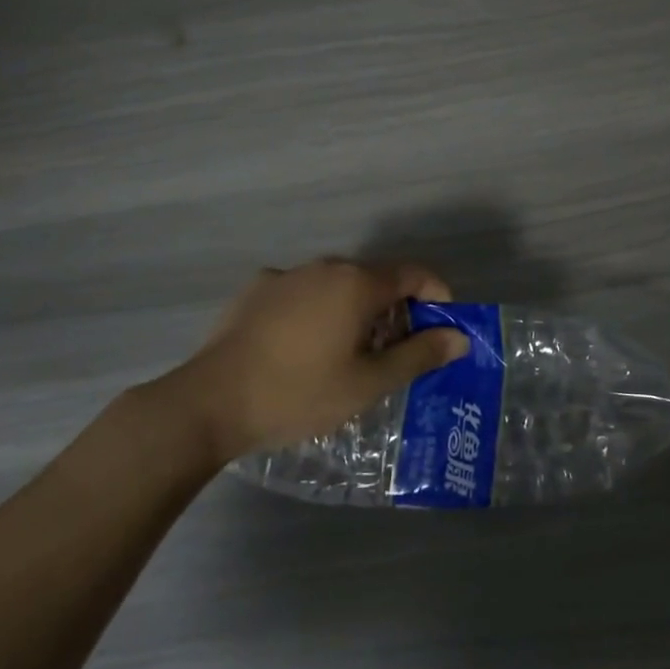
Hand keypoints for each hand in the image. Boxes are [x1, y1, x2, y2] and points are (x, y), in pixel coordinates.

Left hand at [150, 259, 468, 461]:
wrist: (210, 402)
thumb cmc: (299, 393)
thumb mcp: (368, 383)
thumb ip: (419, 355)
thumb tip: (459, 338)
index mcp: (357, 283)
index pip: (414, 274)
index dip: (437, 296)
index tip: (442, 329)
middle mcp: (325, 266)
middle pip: (376, 279)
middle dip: (396, 311)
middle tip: (395, 354)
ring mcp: (287, 275)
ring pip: (338, 285)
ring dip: (356, 311)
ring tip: (349, 355)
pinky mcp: (256, 289)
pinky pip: (304, 293)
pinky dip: (318, 312)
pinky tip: (303, 348)